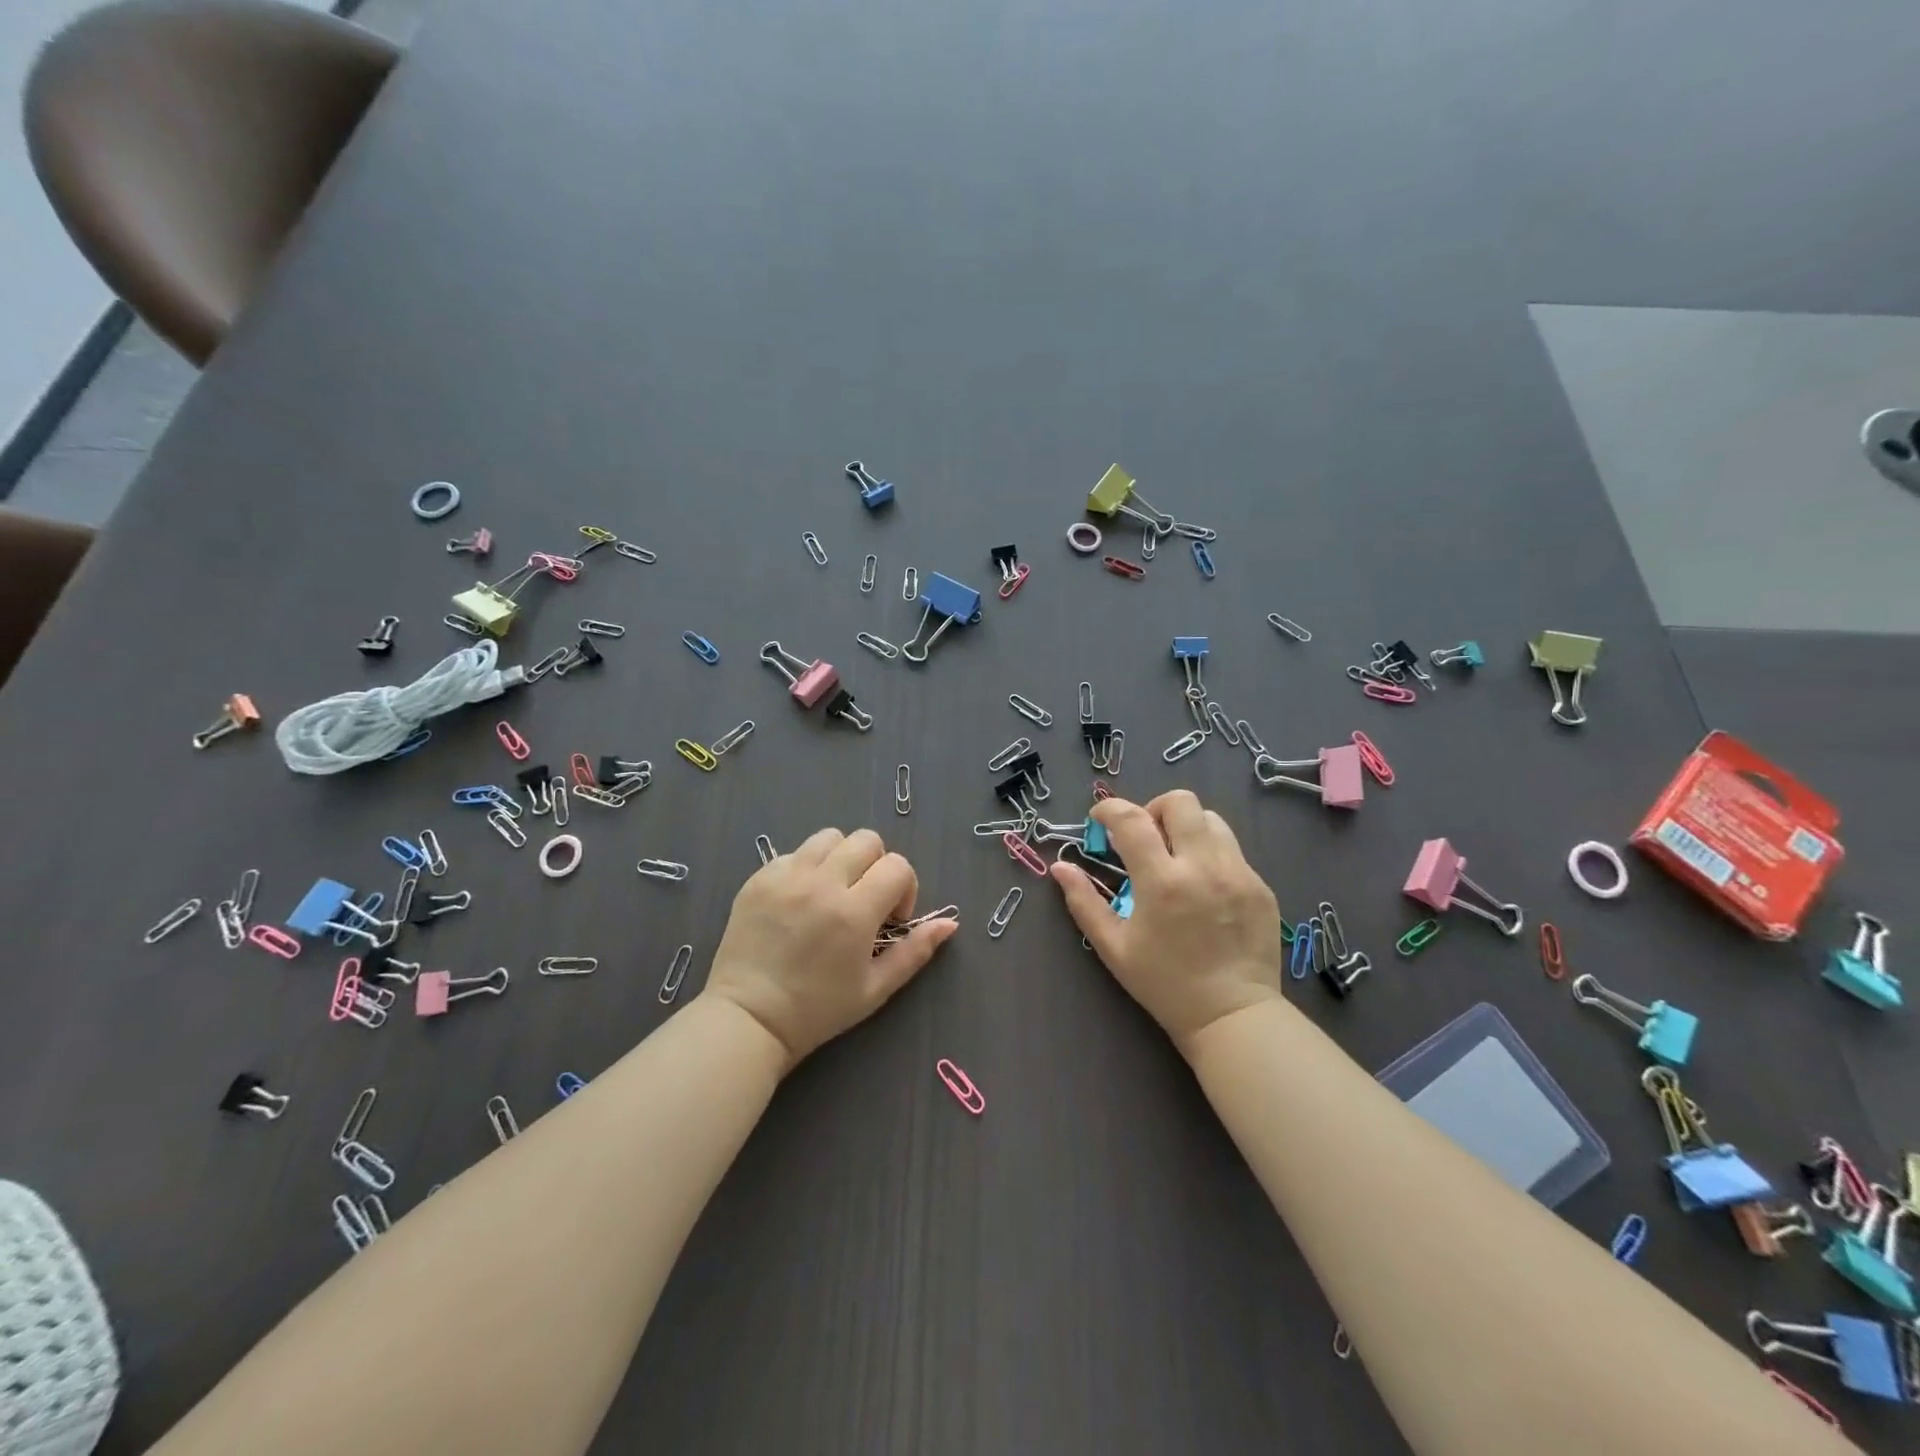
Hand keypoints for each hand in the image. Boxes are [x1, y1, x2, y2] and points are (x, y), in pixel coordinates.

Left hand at [702, 827, 955, 1069]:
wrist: (748, 1019)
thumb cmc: (817, 1010)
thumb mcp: (876, 988)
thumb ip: (915, 951)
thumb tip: (949, 924)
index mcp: (854, 912)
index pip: (897, 866)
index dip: (904, 889)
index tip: (891, 919)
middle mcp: (821, 884)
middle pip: (867, 840)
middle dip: (877, 866)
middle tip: (865, 900)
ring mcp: (786, 876)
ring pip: (830, 837)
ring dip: (842, 858)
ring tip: (833, 892)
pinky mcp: (759, 878)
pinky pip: (794, 853)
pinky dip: (806, 868)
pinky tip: (801, 900)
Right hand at [1050, 790, 1283, 1053]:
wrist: (1232, 1016)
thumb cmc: (1164, 984)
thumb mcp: (1114, 947)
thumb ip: (1084, 902)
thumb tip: (1060, 867)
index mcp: (1161, 881)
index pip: (1131, 819)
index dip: (1109, 809)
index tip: (1099, 818)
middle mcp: (1203, 866)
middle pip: (1180, 802)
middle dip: (1154, 809)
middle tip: (1144, 837)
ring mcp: (1238, 873)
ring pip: (1211, 819)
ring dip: (1186, 827)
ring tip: (1175, 857)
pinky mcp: (1260, 885)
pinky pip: (1232, 850)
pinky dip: (1210, 854)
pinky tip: (1203, 886)